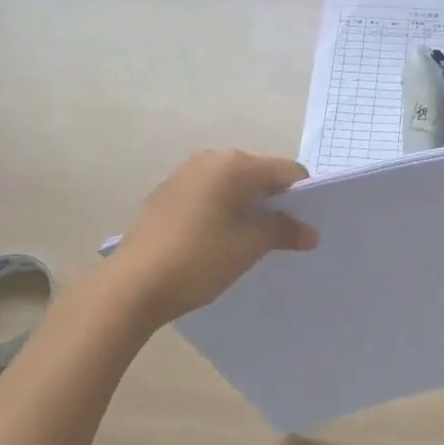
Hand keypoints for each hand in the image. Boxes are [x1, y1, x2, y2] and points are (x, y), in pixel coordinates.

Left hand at [106, 151, 318, 325]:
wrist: (133, 284)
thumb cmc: (199, 259)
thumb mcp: (249, 246)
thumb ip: (283, 231)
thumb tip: (311, 233)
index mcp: (235, 165)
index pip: (287, 171)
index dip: (303, 197)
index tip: (306, 226)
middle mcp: (210, 159)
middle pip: (258, 174)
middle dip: (274, 201)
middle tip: (281, 236)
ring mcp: (184, 174)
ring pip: (231, 184)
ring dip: (247, 206)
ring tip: (249, 241)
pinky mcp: (165, 194)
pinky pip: (208, 194)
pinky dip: (222, 210)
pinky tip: (216, 240)